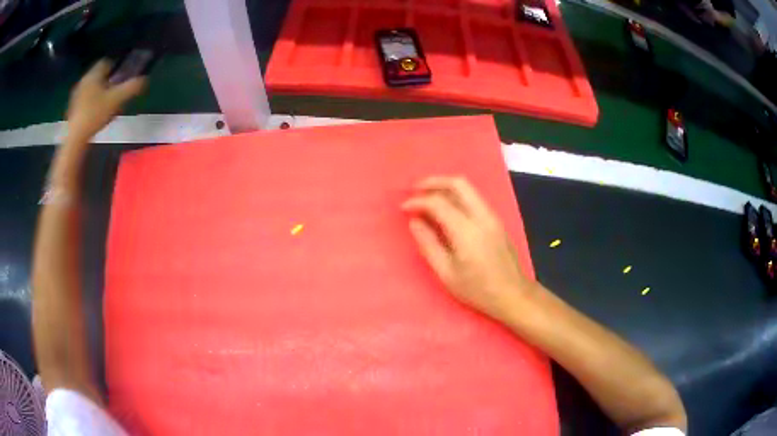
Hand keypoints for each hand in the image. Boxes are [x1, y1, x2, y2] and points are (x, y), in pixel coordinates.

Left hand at [66, 59, 145, 143]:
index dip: (115, 67)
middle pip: (98, 76)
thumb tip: (145, 80)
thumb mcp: (117, 99)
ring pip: (91, 88)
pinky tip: (95, 115)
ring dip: (98, 93)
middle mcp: (84, 80)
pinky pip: (84, 100)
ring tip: (105, 104)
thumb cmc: (95, 114)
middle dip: (106, 82)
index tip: (120, 77)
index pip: (106, 62)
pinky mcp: (72, 109)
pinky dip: (91, 104)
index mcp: (94, 74)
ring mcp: (76, 95)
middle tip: (114, 91)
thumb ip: (131, 88)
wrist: (75, 137)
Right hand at [402, 177, 533, 322]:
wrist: (512, 294)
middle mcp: (482, 216)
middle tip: (415, 190)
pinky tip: (445, 209)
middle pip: (458, 183)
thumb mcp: (446, 273)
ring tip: (427, 197)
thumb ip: (428, 244)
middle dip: (433, 182)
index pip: (439, 203)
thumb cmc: (477, 290)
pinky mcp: (496, 220)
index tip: (403, 208)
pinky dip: (456, 196)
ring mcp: (492, 216)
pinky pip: (474, 198)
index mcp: (467, 231)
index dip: (418, 201)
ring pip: (468, 188)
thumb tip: (414, 222)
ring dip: (445, 187)